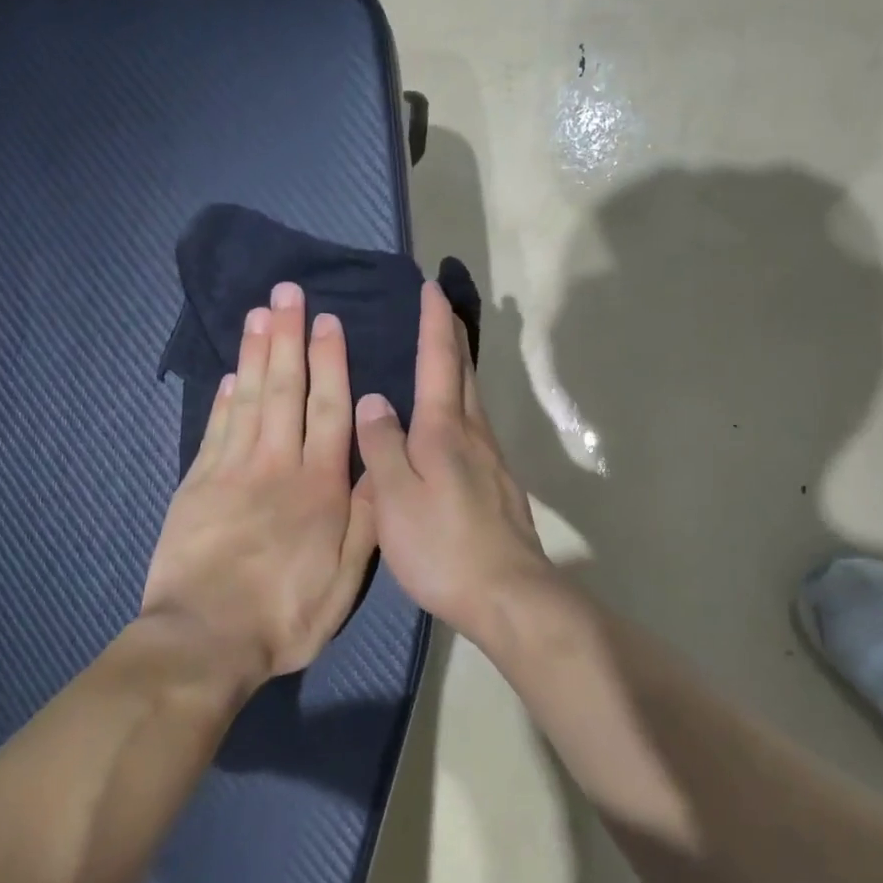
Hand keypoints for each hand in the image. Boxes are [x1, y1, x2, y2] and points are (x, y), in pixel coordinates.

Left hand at [141, 282, 376, 684]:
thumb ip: (364, 519)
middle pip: (285, 389)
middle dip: (288, 337)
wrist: (203, 640)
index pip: (329, 409)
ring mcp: (231, 470)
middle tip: (288, 293)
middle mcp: (277, 465)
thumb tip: (378, 465)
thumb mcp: (345, 580)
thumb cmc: (285, 614)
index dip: (330, 361)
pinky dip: (224, 397)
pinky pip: (215, 429)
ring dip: (255, 353)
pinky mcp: (196, 484)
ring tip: (259, 313)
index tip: (327, 321)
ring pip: (248, 398)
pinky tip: (230, 373)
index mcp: (319, 486)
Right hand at [354, 282, 553, 639]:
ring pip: (472, 401)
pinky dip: (461, 406)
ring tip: (444, 356)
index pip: (439, 361)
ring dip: (459, 370)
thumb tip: (374, 399)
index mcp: (445, 429)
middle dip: (453, 337)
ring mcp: (492, 459)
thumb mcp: (395, 496)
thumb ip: (381, 445)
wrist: (508, 593)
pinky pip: (475, 428)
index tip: (432, 289)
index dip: (435, 324)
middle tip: (443, 309)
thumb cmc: (442, 544)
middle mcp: (474, 434)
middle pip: (463, 374)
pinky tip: (451, 424)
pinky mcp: (499, 484)